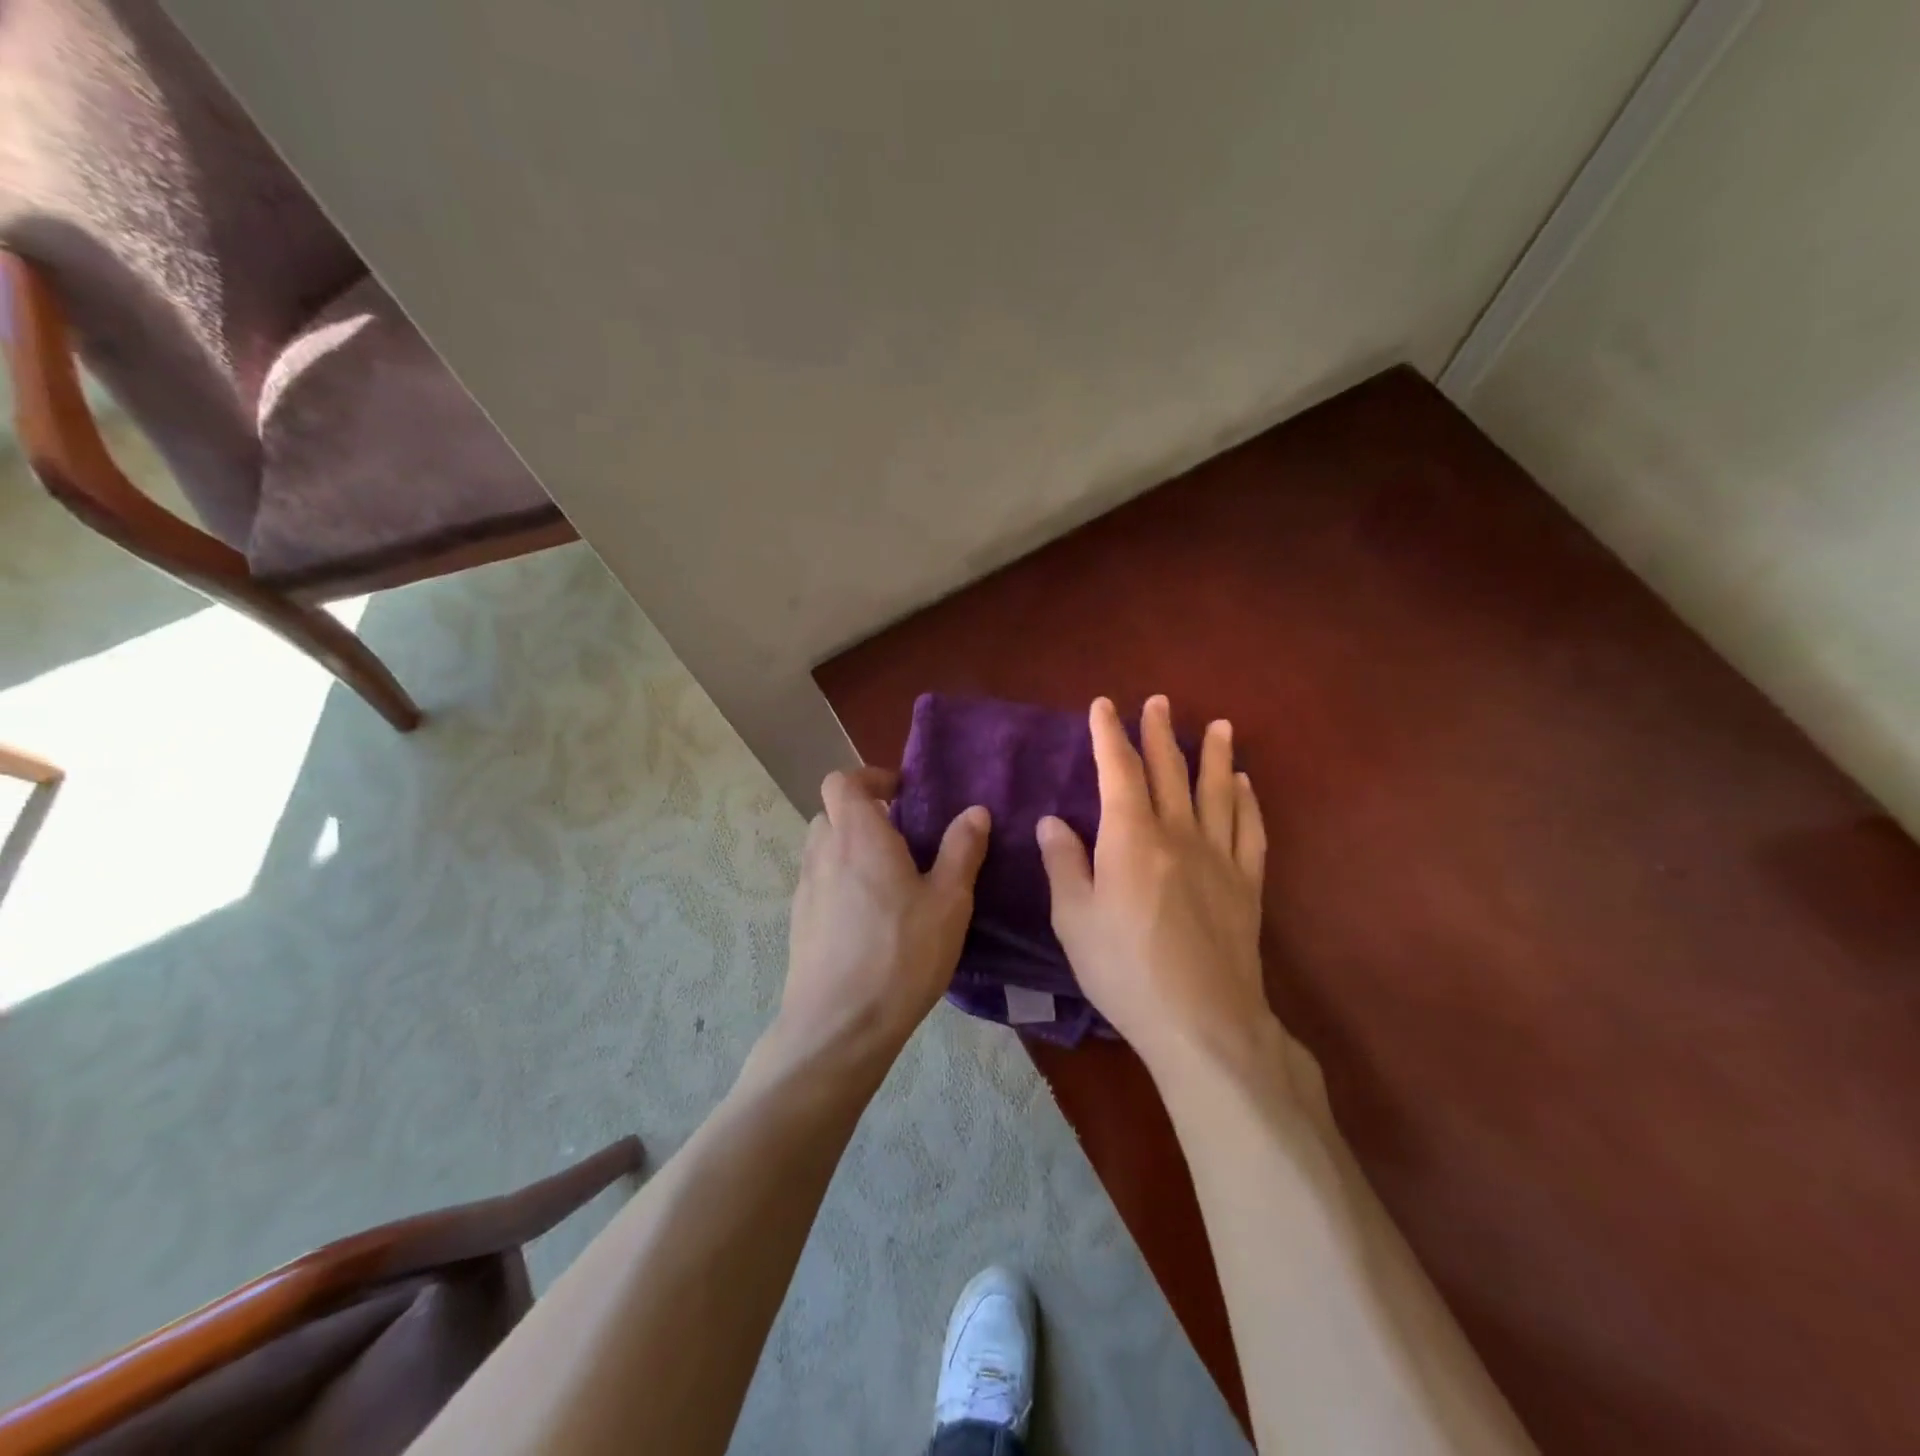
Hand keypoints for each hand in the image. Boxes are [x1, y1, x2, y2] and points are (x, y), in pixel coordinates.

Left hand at [778, 766, 989, 1068]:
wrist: (839, 1026)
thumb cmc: (901, 955)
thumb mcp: (949, 902)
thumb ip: (962, 850)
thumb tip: (975, 811)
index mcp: (859, 836)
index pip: (844, 781)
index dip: (871, 778)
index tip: (903, 794)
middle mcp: (824, 853)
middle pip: (832, 812)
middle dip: (864, 814)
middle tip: (903, 837)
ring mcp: (805, 888)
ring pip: (824, 848)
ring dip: (851, 848)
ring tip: (890, 879)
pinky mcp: (799, 921)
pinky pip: (820, 882)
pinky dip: (841, 881)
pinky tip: (870, 918)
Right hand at [1037, 696, 1274, 1080]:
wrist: (1203, 1022)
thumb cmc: (1125, 970)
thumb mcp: (1075, 920)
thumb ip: (1063, 864)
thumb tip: (1053, 821)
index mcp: (1130, 837)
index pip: (1119, 771)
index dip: (1110, 735)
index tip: (1104, 706)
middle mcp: (1178, 833)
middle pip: (1170, 771)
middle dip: (1160, 733)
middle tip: (1158, 702)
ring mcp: (1219, 857)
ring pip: (1218, 791)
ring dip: (1216, 755)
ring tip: (1218, 725)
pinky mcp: (1246, 884)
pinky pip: (1249, 830)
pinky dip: (1248, 802)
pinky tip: (1245, 785)